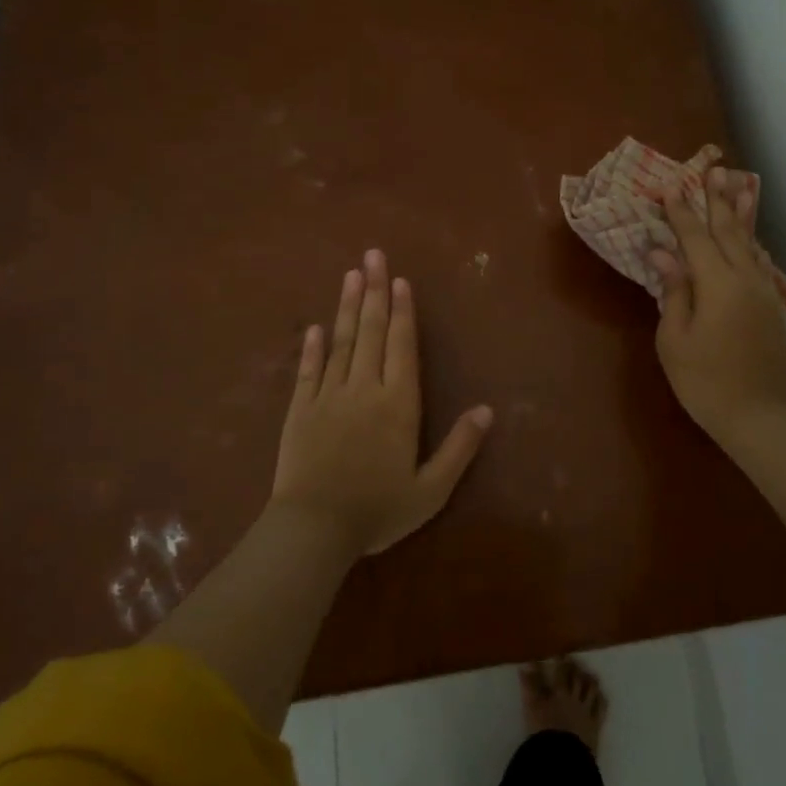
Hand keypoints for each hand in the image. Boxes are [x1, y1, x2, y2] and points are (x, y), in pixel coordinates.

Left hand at [272, 249, 493, 557]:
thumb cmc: (378, 510)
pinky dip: (312, 347)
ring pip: (340, 343)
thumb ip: (460, 447)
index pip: (402, 346)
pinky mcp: (299, 411)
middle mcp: (363, 390)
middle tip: (372, 255)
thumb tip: (487, 410)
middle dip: (374, 292)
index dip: (403, 311)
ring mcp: (328, 397)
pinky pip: (308, 371)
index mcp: (397, 404)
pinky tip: (316, 326)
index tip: (400, 279)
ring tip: (351, 275)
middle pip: (371, 332)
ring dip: (347, 307)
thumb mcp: (431, 489)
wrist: (313, 530)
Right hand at [650, 167, 785, 444]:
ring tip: (740, 187)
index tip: (669, 186)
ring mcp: (764, 292)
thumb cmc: (705, 381)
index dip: (680, 211)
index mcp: (718, 284)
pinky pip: (760, 264)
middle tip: (714, 170)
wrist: (759, 416)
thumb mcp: (675, 338)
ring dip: (741, 215)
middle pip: (730, 231)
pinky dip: (752, 244)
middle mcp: (746, 279)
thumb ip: (673, 291)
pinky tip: (750, 239)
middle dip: (718, 200)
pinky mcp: (774, 308)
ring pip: (751, 244)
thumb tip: (664, 252)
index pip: (695, 237)